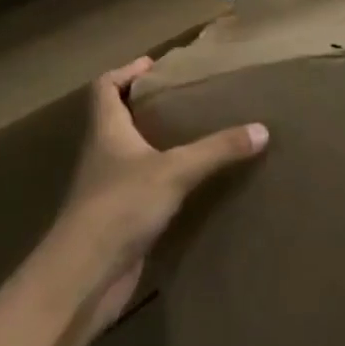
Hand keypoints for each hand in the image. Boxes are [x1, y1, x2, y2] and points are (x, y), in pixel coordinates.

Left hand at [46, 57, 267, 331]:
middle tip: (183, 98)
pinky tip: (190, 186)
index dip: (125, 71)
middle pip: (116, 119)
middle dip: (146, 107)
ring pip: (130, 156)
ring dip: (155, 145)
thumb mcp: (175, 170)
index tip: (154, 66)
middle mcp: (102, 155)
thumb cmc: (120, 206)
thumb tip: (262, 129)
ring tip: (193, 136)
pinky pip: (141, 190)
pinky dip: (162, 182)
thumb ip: (217, 149)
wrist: (83, 279)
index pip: (104, 87)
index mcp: (106, 130)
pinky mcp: (117, 221)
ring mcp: (107, 190)